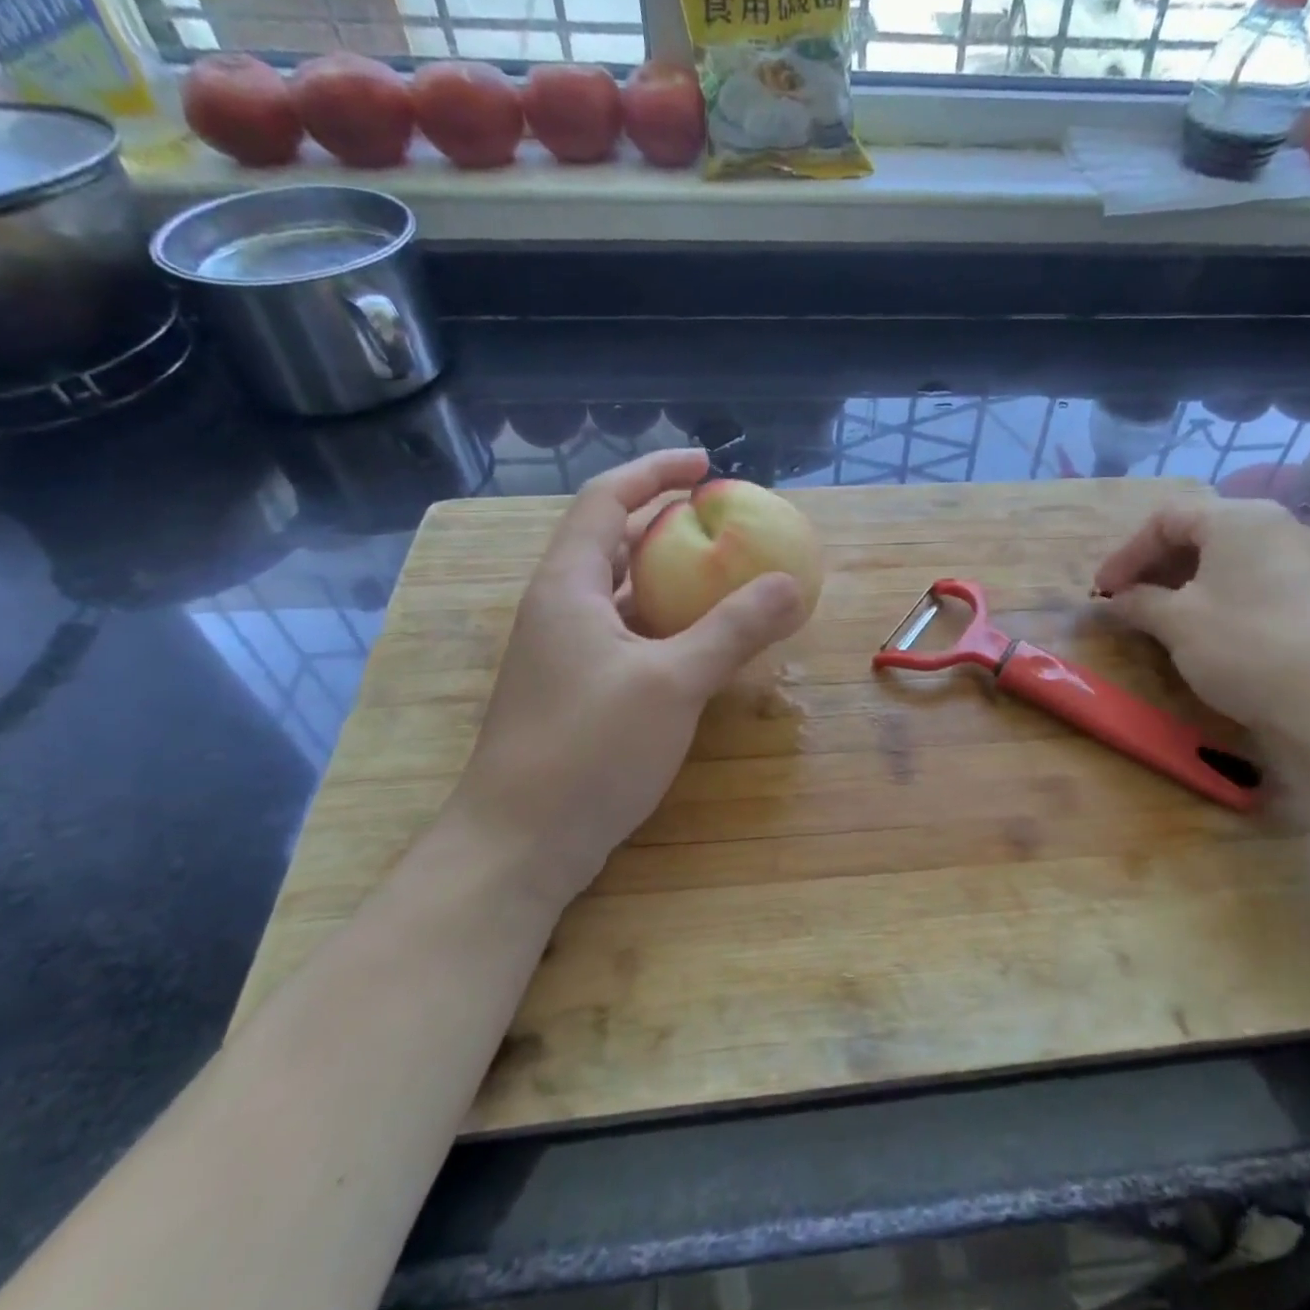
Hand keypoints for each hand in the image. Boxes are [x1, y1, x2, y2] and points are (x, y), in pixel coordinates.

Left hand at [448, 449, 807, 905]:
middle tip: (726, 521)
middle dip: (668, 522)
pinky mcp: (579, 690)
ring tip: (724, 573)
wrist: (518, 846)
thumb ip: (733, 630)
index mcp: (569, 586)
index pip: (607, 500)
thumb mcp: (672, 684)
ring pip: (624, 593)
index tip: (706, 464)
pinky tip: (703, 641)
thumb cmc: (587, 751)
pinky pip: (629, 634)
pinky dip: (667, 623)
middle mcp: (561, 608)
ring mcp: (566, 653)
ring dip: (671, 577)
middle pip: (615, 542)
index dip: (656, 471)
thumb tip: (792, 584)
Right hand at [1093, 489, 1309, 750]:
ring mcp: (1300, 561)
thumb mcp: (1176, 622)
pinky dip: (1214, 595)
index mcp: (1240, 518)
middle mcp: (1274, 527)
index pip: (1166, 518)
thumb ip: (1137, 602)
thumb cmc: (1245, 647)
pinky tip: (1198, 627)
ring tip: (1155, 615)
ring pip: (1224, 558)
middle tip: (1125, 599)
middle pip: (1198, 532)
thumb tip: (1113, 601)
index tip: (1101, 590)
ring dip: (1181, 582)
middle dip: (1153, 565)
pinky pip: (1249, 580)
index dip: (1126, 553)